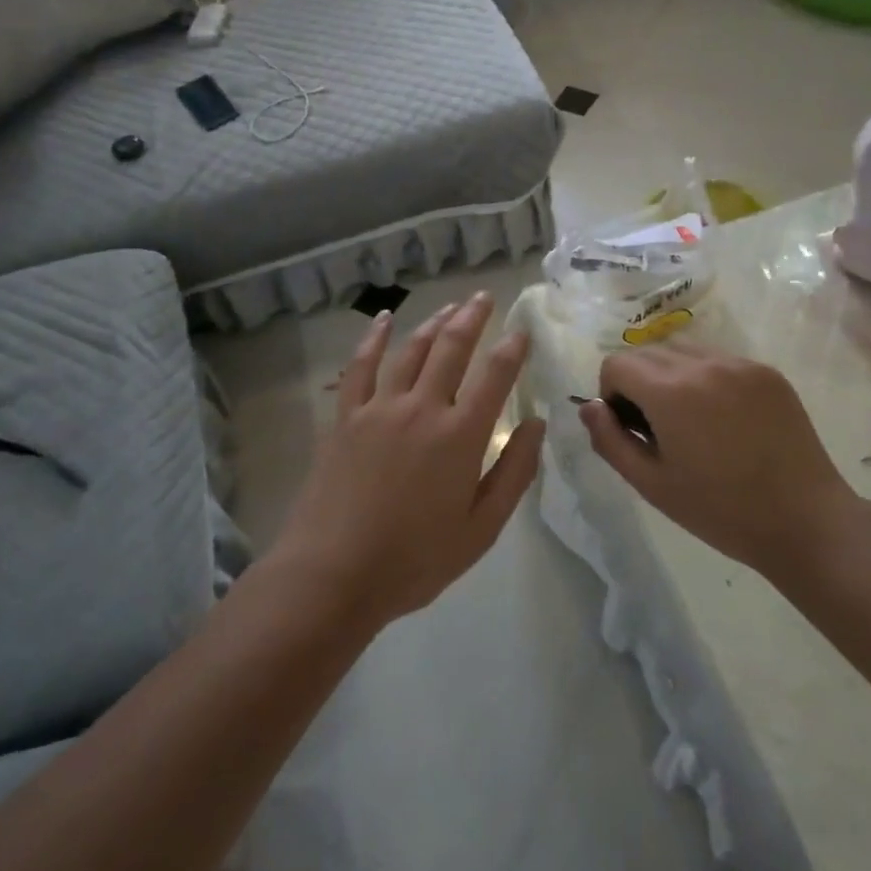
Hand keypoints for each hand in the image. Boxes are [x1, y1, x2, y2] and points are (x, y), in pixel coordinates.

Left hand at [272, 292, 546, 628]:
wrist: (334, 573)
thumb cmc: (415, 559)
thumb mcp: (482, 528)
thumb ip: (514, 473)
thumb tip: (536, 425)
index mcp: (460, 436)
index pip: (495, 376)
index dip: (513, 348)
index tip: (523, 331)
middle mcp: (422, 408)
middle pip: (452, 347)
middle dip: (473, 317)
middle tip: (485, 297)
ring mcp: (379, 408)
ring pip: (411, 350)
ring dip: (434, 322)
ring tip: (450, 307)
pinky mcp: (346, 416)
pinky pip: (361, 366)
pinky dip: (374, 338)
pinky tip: (383, 319)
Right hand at [579, 346, 860, 584]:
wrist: (805, 521)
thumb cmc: (721, 511)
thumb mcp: (652, 484)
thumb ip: (610, 440)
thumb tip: (589, 406)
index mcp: (671, 391)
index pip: (616, 363)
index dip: (611, 394)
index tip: (631, 428)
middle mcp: (704, 364)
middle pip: (647, 352)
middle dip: (639, 383)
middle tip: (659, 429)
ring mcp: (740, 364)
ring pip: (682, 351)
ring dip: (671, 376)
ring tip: (692, 422)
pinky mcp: (767, 372)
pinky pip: (718, 360)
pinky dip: (707, 379)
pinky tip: (726, 421)